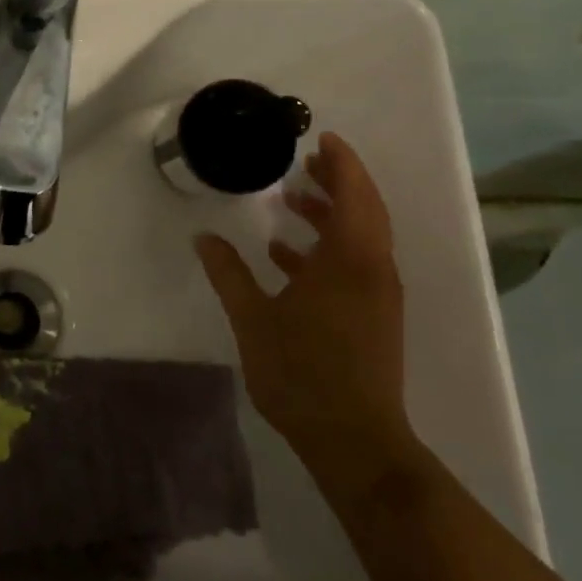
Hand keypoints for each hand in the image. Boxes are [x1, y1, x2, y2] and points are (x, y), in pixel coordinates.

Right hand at [194, 133, 416, 499]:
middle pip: (365, 210)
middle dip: (339, 182)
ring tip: (293, 202)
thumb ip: (229, 274)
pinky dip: (328, 247)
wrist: (355, 441)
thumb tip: (204, 238)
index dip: (342, 163)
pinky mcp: (374, 316)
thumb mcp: (254, 319)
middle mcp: (373, 270)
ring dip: (332, 214)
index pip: (354, 195)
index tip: (323, 139)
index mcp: (350, 261)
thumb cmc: (302, 373)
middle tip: (306, 163)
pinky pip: (356, 263)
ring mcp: (377, 295)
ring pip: (362, 238)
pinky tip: (287, 256)